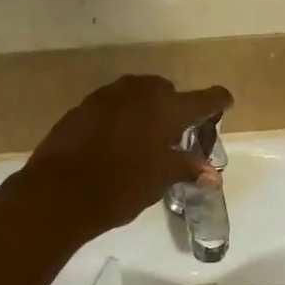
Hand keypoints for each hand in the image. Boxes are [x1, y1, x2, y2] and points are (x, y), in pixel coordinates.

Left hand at [20, 75, 232, 237]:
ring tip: (147, 139)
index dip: (217, 102)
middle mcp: (139, 92)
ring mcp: (107, 96)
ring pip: (138, 95)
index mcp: (166, 108)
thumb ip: (187, 168)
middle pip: (168, 92)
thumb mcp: (159, 180)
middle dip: (176, 109)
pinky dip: (122, 117)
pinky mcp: (83, 107)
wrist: (59, 193)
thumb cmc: (120, 187)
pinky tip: (118, 141)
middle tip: (178, 136)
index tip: (225, 104)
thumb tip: (212, 173)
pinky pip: (113, 105)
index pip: (204, 99)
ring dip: (147, 110)